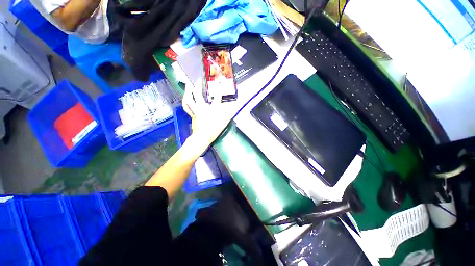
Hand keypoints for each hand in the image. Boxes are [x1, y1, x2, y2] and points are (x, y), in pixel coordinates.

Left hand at [182, 85, 239, 154]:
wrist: (203, 138)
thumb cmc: (214, 129)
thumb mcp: (225, 121)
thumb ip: (230, 113)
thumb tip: (236, 106)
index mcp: (212, 109)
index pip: (217, 97)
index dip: (219, 89)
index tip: (220, 83)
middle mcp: (202, 108)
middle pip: (197, 95)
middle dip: (198, 85)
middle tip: (199, 79)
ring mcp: (195, 111)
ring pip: (189, 99)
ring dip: (188, 91)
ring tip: (188, 85)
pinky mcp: (192, 115)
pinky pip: (186, 106)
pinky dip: (185, 101)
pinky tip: (185, 97)